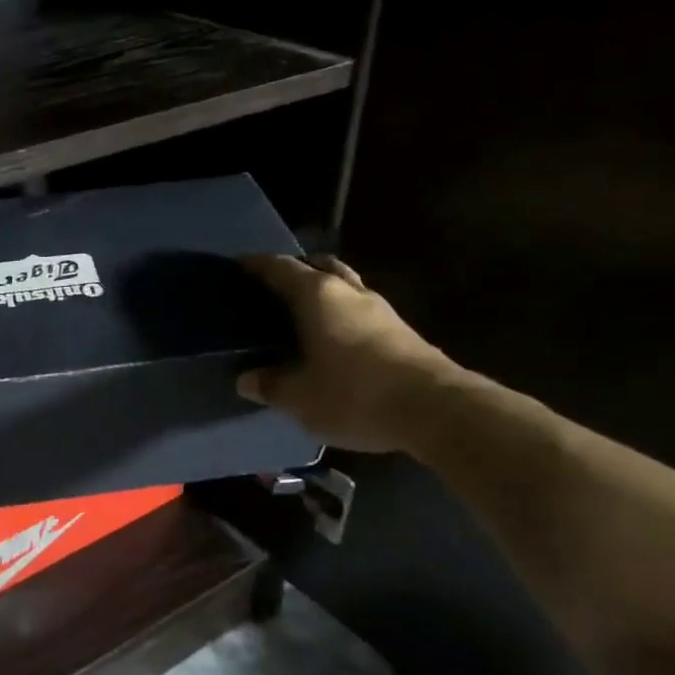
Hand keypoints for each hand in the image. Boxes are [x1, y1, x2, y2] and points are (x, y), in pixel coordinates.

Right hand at [236, 255, 459, 452]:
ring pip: (344, 286)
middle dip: (297, 270)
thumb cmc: (354, 393)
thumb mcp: (299, 397)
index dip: (256, 265)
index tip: (238, 265)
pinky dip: (341, 315)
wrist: (436, 409)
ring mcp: (380, 309)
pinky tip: (334, 338)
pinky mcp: (401, 331)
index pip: (280, 268)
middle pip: (319, 267)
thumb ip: (270, 385)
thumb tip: (246, 379)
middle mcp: (348, 292)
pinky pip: (360, 311)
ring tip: (303, 313)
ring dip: (324, 292)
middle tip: (274, 286)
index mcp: (316, 295)